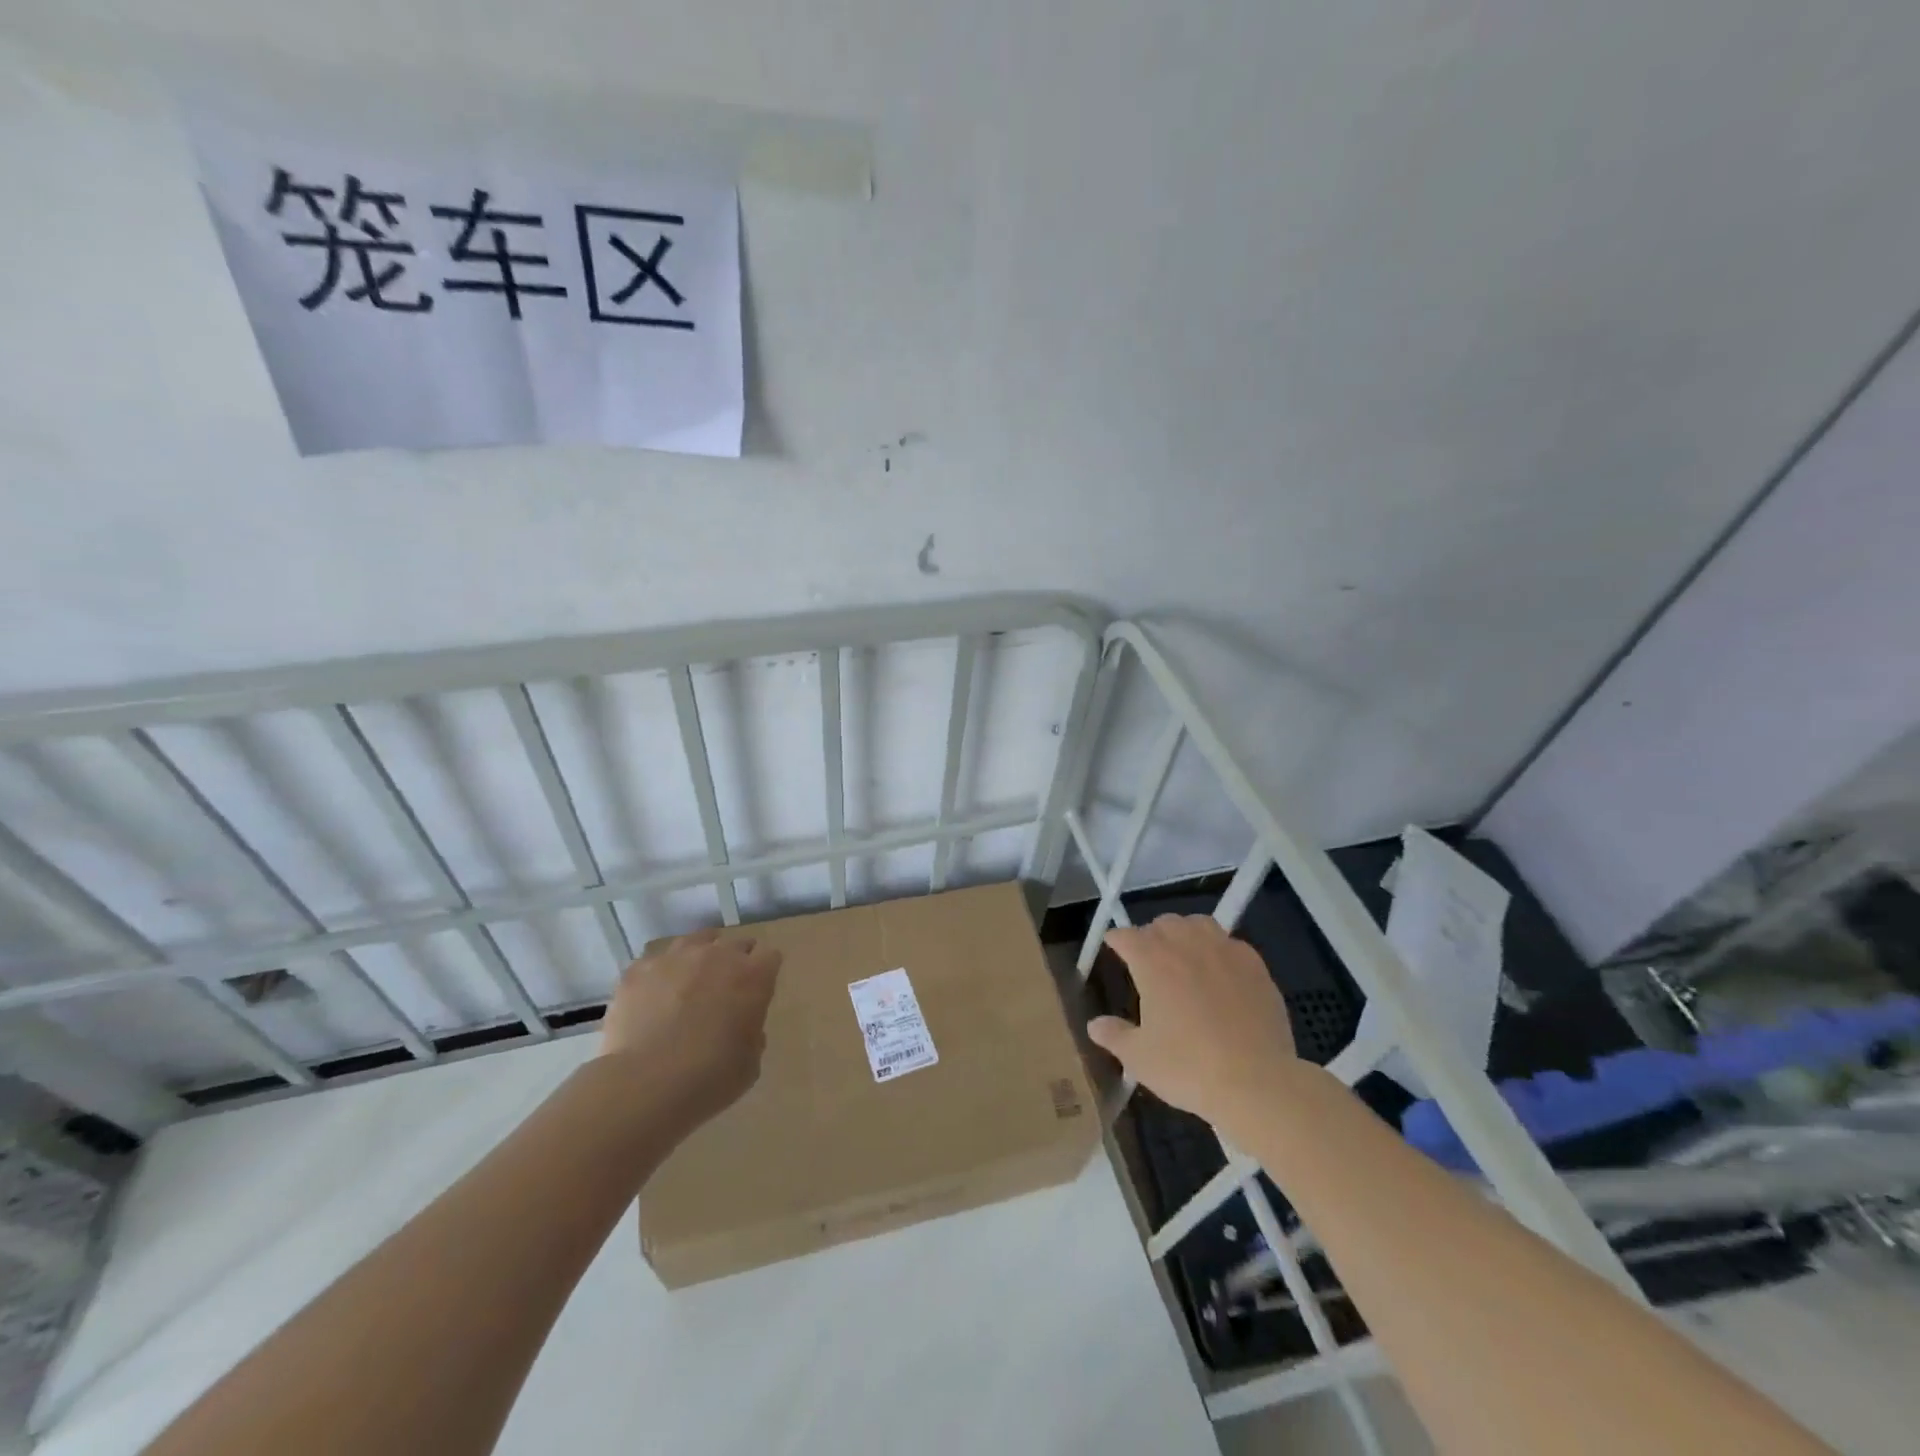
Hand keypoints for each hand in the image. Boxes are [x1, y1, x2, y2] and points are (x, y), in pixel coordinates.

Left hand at [599, 928, 780, 1129]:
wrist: (645, 1084)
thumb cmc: (710, 1078)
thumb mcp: (750, 1063)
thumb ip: (752, 1035)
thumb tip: (742, 1027)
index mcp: (753, 976)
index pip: (770, 956)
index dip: (765, 972)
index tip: (758, 991)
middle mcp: (718, 955)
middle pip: (736, 943)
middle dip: (735, 962)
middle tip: (725, 991)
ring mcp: (676, 958)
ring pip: (695, 942)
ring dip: (699, 957)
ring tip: (689, 984)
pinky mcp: (639, 970)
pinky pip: (655, 963)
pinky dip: (659, 975)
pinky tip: (653, 998)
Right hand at [1088, 916, 1299, 1140]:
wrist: (1257, 1082)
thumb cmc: (1188, 1068)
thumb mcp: (1140, 1058)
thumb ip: (1115, 1036)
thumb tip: (1094, 1025)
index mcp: (1152, 960)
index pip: (1126, 936)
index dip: (1116, 940)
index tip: (1112, 946)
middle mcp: (1186, 945)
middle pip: (1163, 923)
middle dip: (1151, 935)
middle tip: (1148, 958)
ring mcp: (1225, 951)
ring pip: (1199, 924)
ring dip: (1186, 933)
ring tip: (1185, 954)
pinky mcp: (1256, 966)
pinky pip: (1232, 944)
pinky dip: (1220, 950)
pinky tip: (1222, 972)